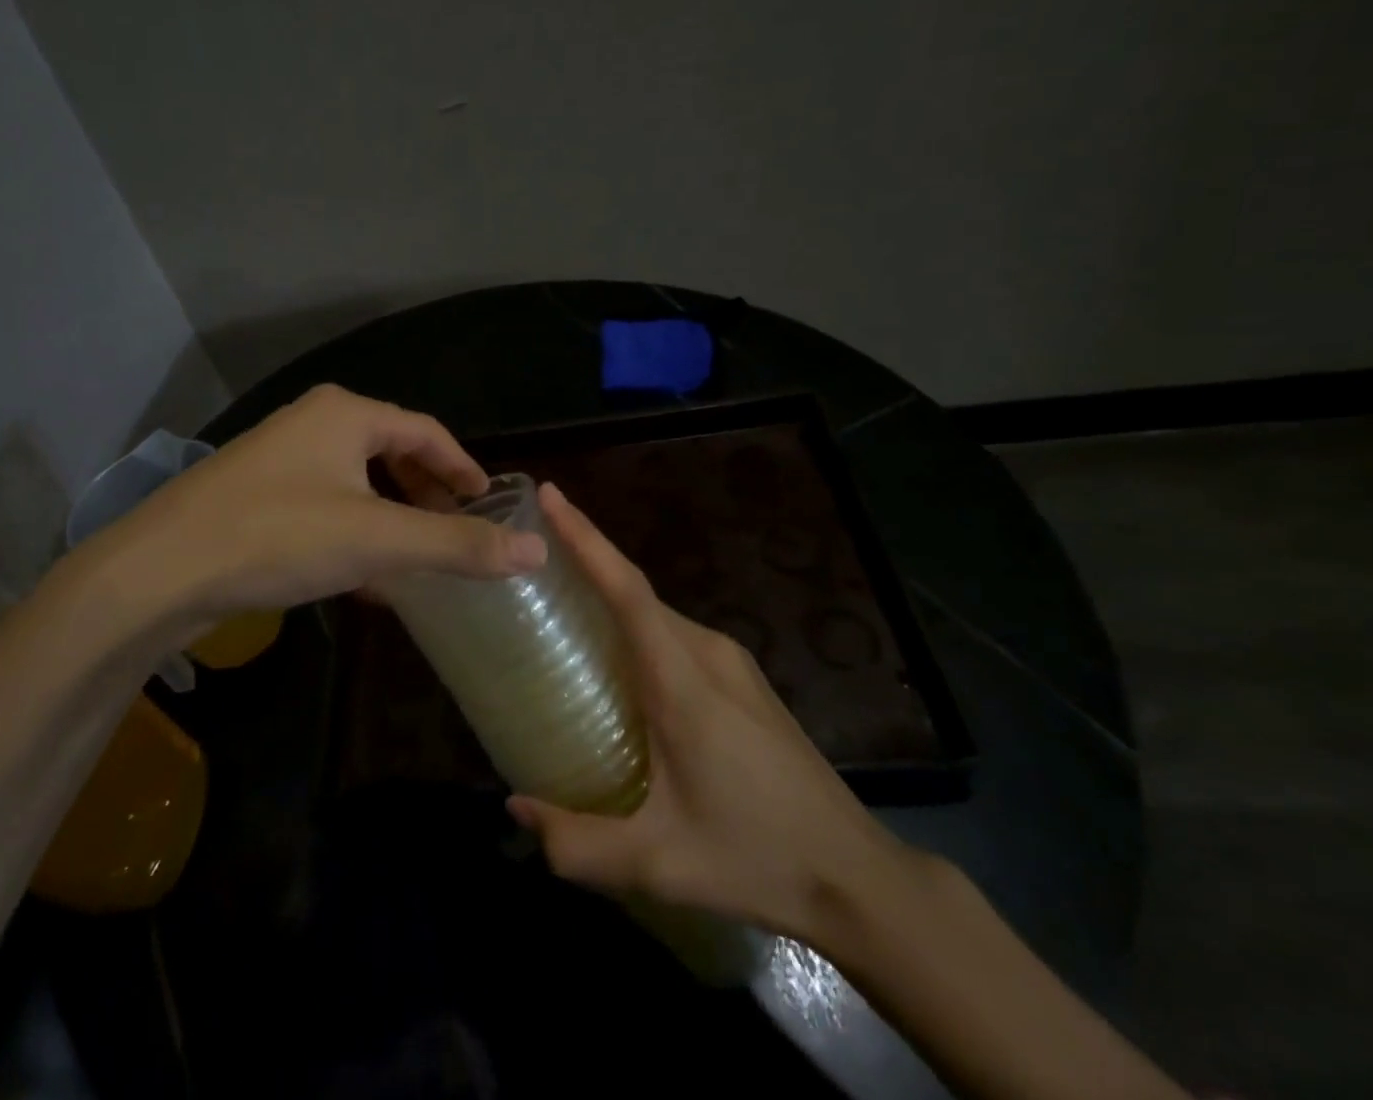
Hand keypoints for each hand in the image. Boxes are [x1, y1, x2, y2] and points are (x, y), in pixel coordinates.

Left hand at [70, 385, 546, 640]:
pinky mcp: (256, 493)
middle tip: (457, 529)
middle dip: (427, 492)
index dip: (463, 467)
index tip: (490, 503)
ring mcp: (279, 457)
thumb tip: (535, 549)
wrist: (159, 569)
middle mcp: (313, 422)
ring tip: (417, 554)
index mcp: (346, 414)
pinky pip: (325, 503)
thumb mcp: (378, 541)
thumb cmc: (277, 536)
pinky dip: (355, 530)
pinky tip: (363, 574)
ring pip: (356, 480)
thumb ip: (457, 544)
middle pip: (391, 451)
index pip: (426, 432)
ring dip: (392, 515)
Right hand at [507, 483, 913, 947]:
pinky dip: (635, 626)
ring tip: (559, 606)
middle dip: (585, 560)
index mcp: (684, 680)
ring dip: (609, 597)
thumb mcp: (659, 863)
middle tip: (528, 559)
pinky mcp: (743, 680)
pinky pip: (675, 634)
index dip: (586, 538)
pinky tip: (616, 660)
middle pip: (636, 591)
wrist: (858, 878)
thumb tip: (515, 806)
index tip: (550, 495)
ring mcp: (733, 664)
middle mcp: (709, 653)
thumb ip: (577, 843)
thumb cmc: (756, 858)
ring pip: (656, 613)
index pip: (626, 589)